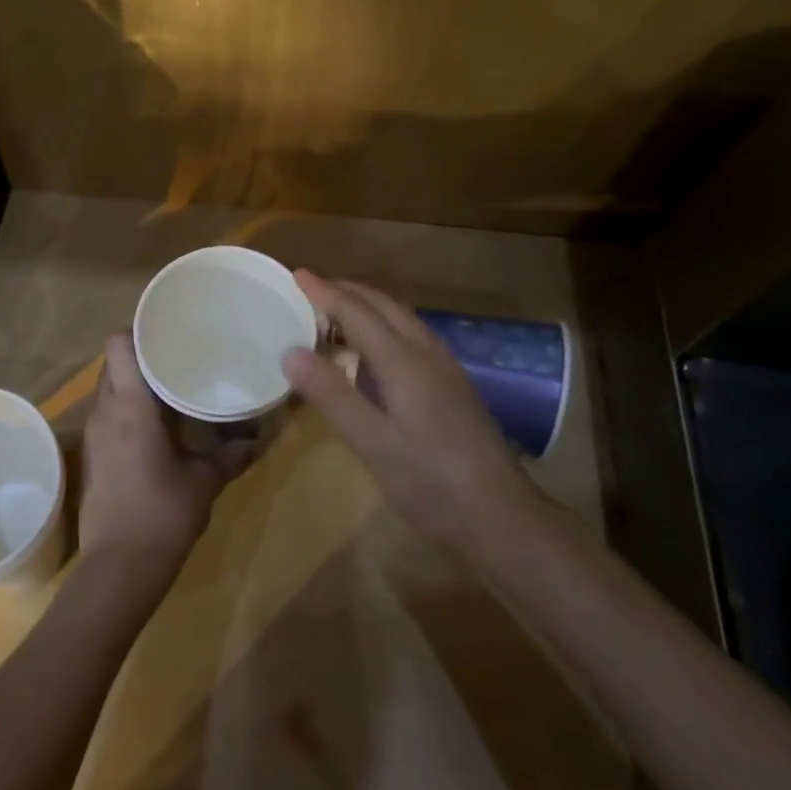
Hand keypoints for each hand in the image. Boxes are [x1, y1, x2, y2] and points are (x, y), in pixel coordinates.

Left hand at [79, 334, 248, 590]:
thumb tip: (260, 439)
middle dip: (141, 357)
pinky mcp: (93, 457)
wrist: (118, 569)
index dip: (138, 331)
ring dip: (134, 386)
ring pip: (109, 391)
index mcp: (131, 406)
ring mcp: (94, 436)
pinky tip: (155, 427)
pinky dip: (127, 411)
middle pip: (113, 364)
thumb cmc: (163, 514)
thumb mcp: (205, 482)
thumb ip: (232, 455)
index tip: (166, 331)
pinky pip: (108, 417)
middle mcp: (106, 412)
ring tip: (170, 389)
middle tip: (177, 358)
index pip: (118, 345)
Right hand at [282, 272, 537, 552]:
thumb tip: (290, 352)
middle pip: (384, 305)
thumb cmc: (430, 482)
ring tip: (337, 312)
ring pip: (402, 319)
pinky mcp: (453, 386)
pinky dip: (384, 325)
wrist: (500, 515)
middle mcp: (427, 354)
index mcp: (404, 362)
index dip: (325, 292)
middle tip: (312, 289)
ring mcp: (445, 369)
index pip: (358, 312)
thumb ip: (332, 395)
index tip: (297, 274)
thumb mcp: (372, 443)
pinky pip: (411, 336)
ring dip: (368, 306)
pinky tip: (375, 351)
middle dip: (347, 291)